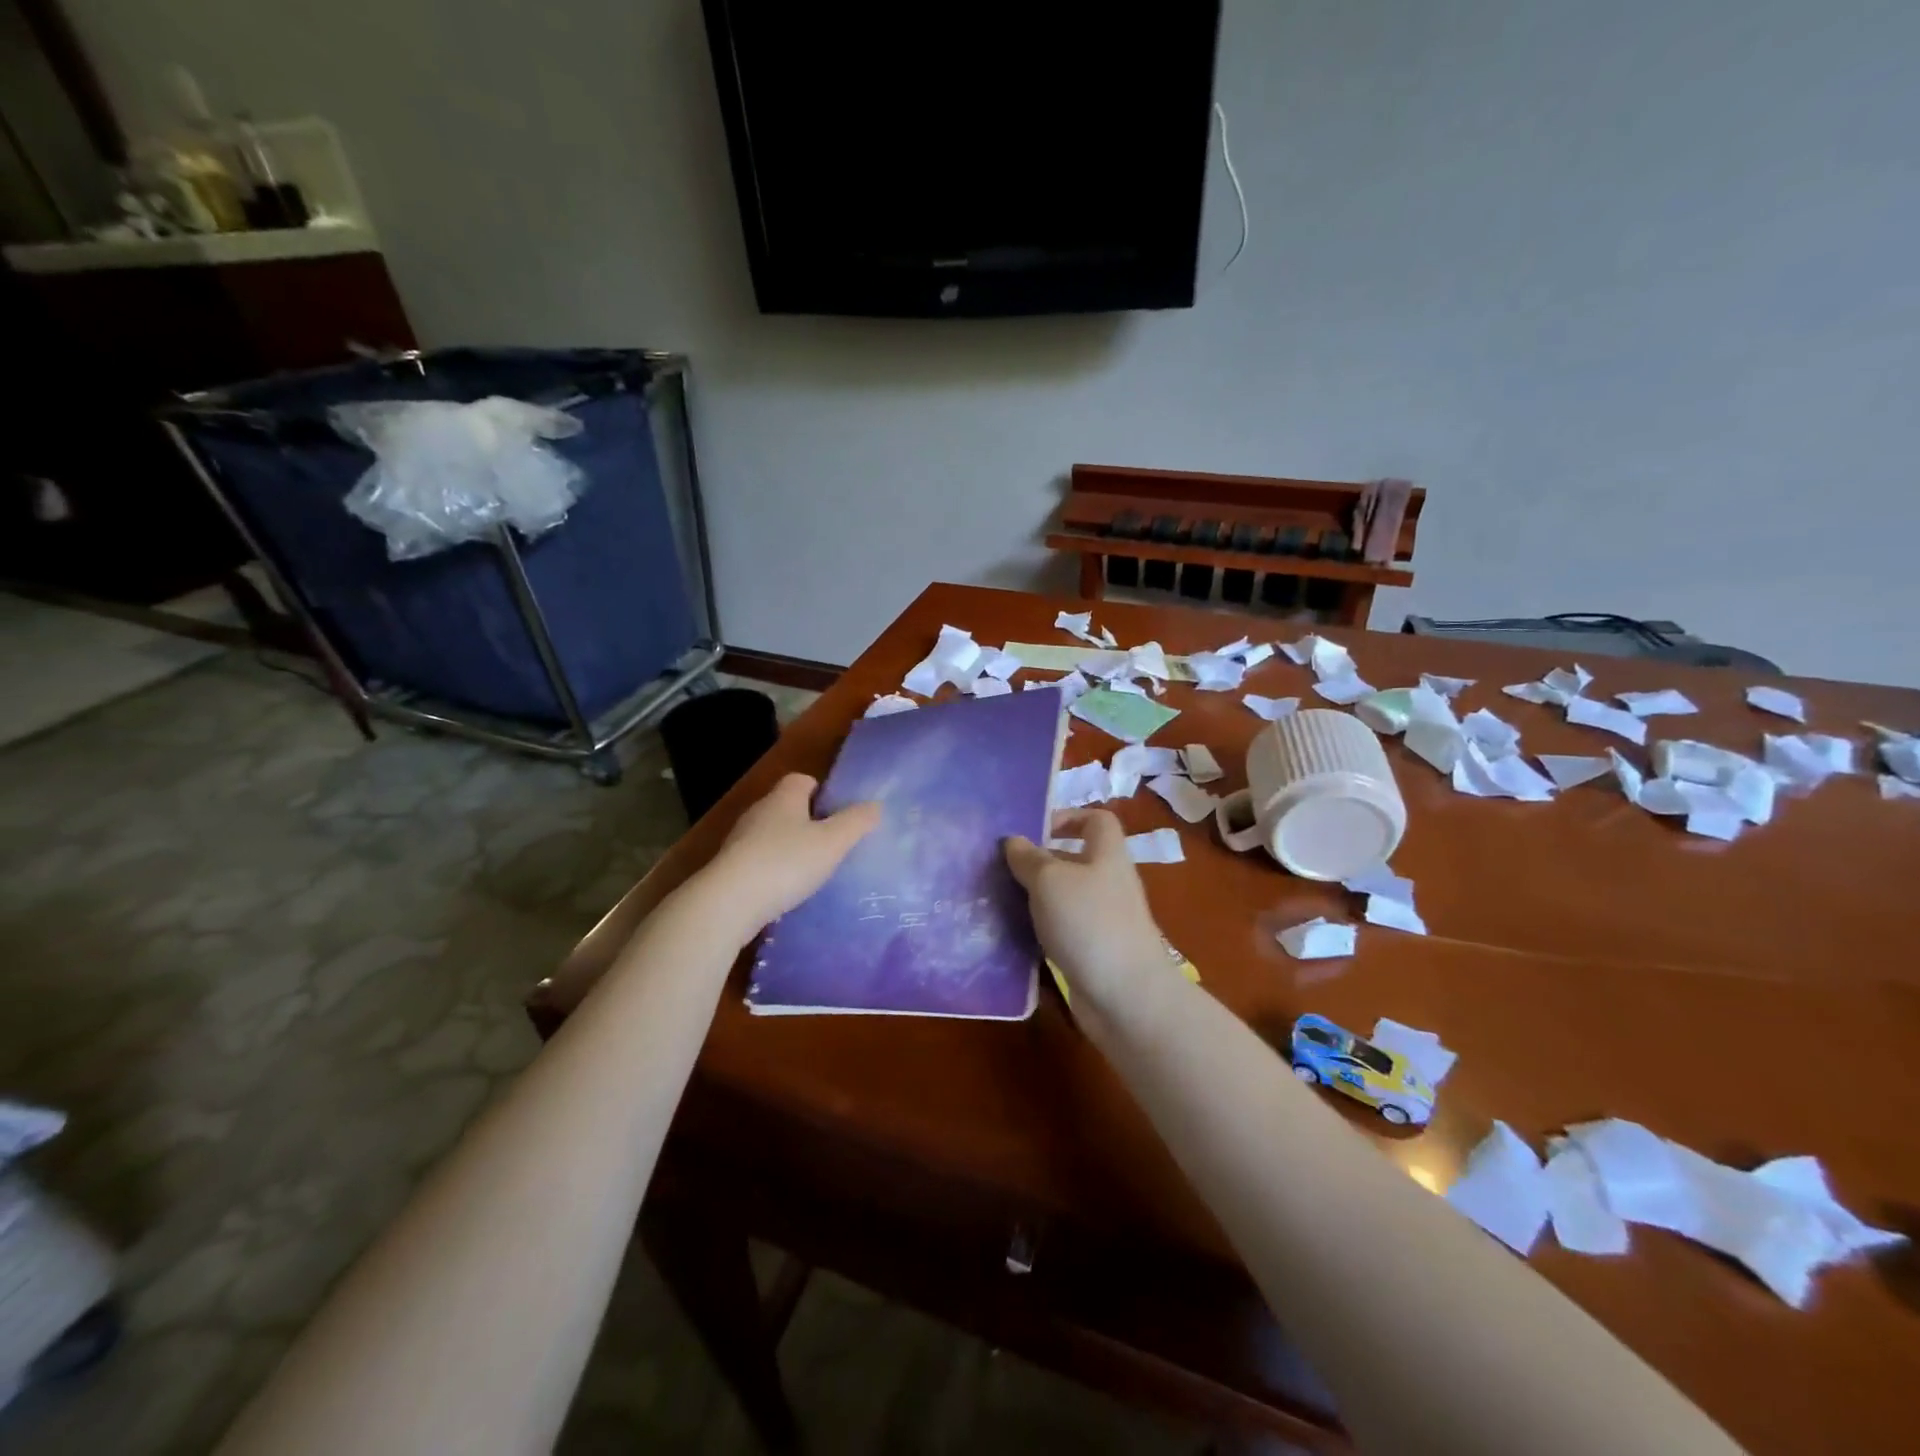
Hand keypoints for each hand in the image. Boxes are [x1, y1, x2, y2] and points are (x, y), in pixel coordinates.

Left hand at [700, 773, 879, 940]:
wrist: (729, 903)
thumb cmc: (786, 863)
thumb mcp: (832, 842)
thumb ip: (856, 822)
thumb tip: (875, 805)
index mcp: (784, 797)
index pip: (802, 779)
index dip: (822, 791)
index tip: (839, 812)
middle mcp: (759, 811)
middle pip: (787, 807)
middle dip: (808, 821)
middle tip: (833, 843)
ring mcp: (740, 840)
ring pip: (772, 835)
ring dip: (790, 847)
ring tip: (813, 870)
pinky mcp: (730, 868)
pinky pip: (759, 860)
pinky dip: (774, 870)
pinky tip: (787, 890)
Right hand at [1004, 810, 1172, 1022]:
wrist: (1125, 997)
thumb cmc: (1089, 923)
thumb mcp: (1050, 880)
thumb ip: (1028, 858)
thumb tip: (1013, 841)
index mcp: (1107, 855)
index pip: (1097, 820)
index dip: (1068, 817)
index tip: (1033, 830)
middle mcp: (1108, 882)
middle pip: (1075, 859)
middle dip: (1039, 861)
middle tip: (1001, 867)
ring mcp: (1103, 919)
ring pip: (1065, 897)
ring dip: (1035, 897)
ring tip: (998, 899)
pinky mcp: (1093, 951)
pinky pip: (1063, 929)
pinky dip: (1040, 929)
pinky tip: (1013, 934)